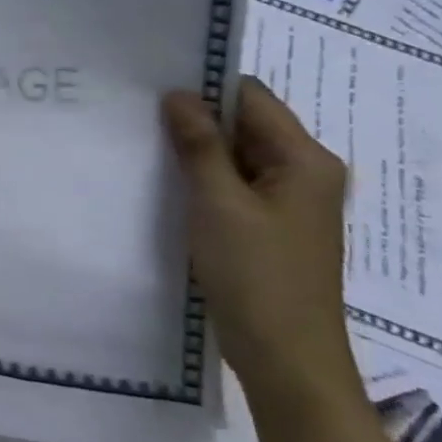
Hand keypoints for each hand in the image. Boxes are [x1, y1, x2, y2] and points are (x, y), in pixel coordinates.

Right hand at [161, 78, 359, 412]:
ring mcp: (287, 204)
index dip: (205, 87)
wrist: (285, 357)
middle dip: (195, 119)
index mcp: (305, 160)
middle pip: (245, 126)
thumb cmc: (256, 274)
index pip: (252, 99)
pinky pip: (233, 187)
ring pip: (235, 157)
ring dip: (196, 151)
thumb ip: (199, 145)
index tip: (152, 84)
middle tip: (136, 113)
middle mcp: (303, 174)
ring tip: (142, 144)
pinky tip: (165, 184)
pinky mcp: (268, 228)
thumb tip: (178, 94)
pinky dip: (202, 180)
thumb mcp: (218, 202)